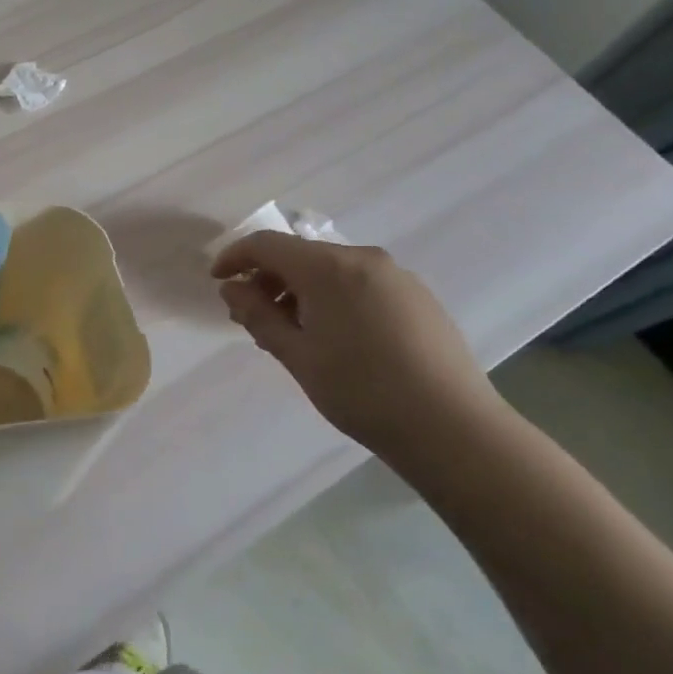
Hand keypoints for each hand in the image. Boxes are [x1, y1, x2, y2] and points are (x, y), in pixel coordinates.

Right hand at [210, 232, 497, 462]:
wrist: (453, 428)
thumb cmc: (362, 391)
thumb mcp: (296, 355)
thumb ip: (257, 315)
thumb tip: (233, 288)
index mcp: (328, 267)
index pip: (266, 245)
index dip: (235, 258)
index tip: (218, 282)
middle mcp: (363, 258)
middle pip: (300, 255)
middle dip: (269, 280)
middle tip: (253, 319)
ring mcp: (396, 276)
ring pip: (331, 270)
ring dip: (301, 291)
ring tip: (294, 334)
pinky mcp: (418, 297)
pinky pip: (360, 283)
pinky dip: (334, 298)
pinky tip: (337, 338)